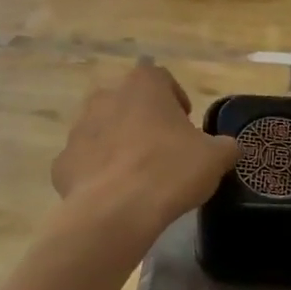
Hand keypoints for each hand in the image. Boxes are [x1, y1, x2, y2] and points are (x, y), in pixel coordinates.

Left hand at [53, 65, 237, 233]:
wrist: (116, 211)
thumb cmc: (170, 171)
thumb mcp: (215, 158)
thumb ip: (225, 146)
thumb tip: (227, 147)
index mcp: (143, 86)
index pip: (161, 78)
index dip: (176, 99)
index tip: (186, 124)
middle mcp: (106, 97)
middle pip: (128, 102)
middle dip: (144, 120)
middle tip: (164, 149)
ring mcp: (78, 129)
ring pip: (103, 130)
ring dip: (119, 144)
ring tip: (138, 173)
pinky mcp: (62, 162)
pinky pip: (85, 161)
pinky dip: (97, 172)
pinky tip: (115, 193)